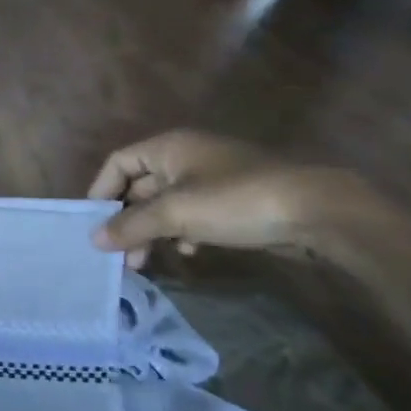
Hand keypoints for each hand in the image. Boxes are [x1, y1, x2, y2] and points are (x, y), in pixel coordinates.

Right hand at [87, 130, 374, 267]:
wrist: (317, 211)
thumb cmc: (235, 201)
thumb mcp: (176, 213)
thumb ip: (131, 225)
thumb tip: (94, 239)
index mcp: (169, 147)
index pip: (118, 163)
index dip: (101, 191)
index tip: (94, 224)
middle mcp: (186, 157)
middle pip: (140, 187)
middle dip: (127, 220)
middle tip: (119, 255)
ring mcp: (211, 179)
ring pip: (166, 205)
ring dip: (151, 232)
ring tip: (145, 263)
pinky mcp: (233, 202)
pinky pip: (192, 215)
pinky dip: (182, 233)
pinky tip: (188, 253)